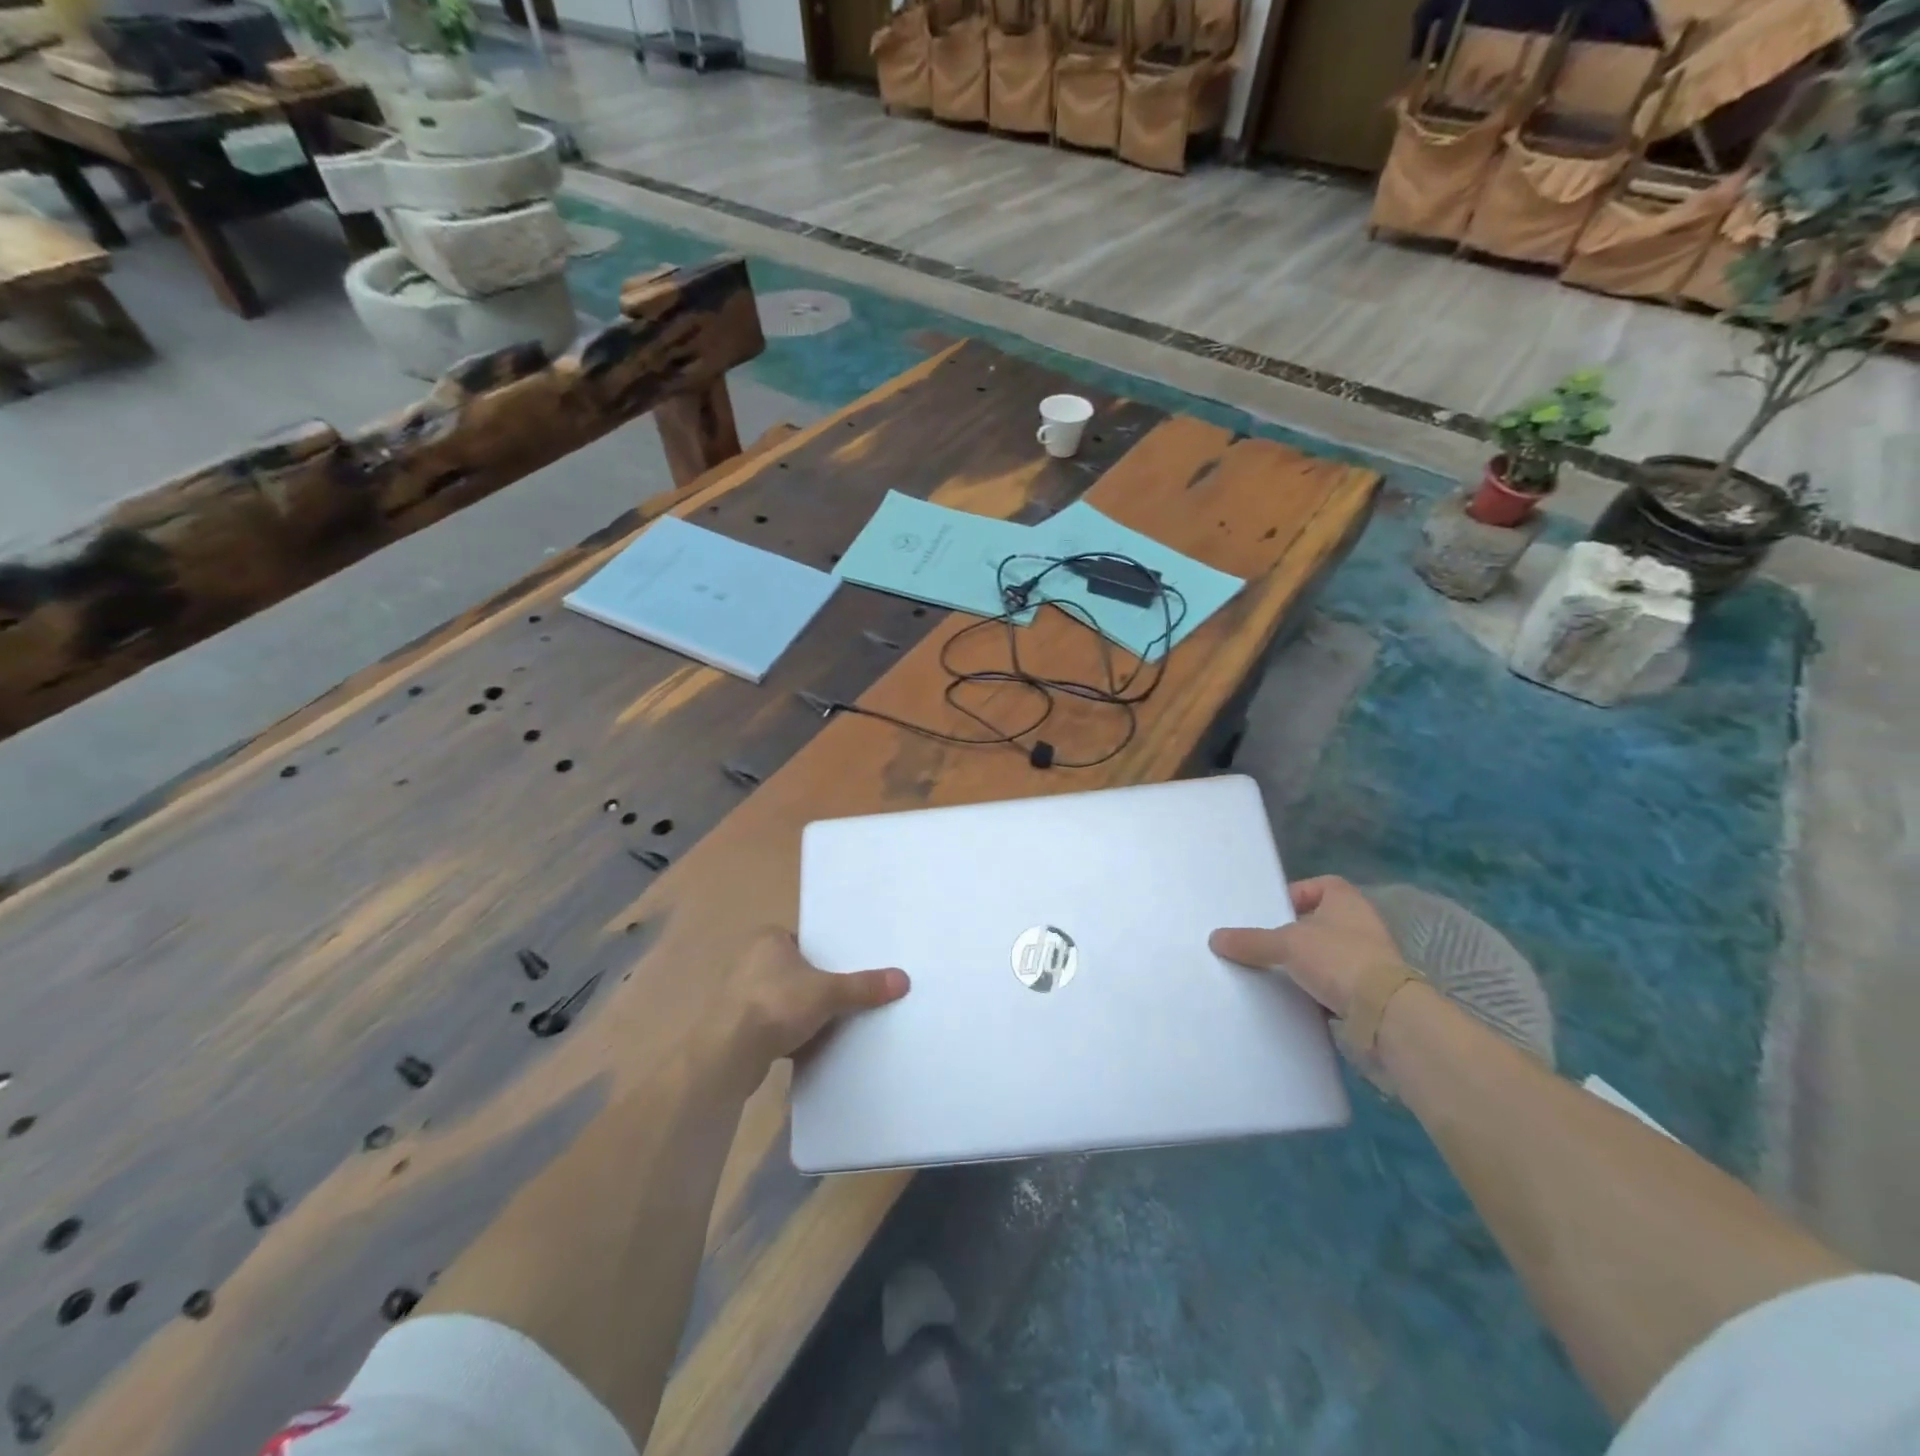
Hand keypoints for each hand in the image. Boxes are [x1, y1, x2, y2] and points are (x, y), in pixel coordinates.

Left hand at [720, 929, 908, 1083]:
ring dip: (799, 1012)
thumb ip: (863, 986)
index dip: (826, 956)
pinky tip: (805, 1046)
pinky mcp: (734, 1025)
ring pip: (781, 999)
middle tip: (845, 997)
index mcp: (767, 939)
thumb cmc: (776, 1005)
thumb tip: (903, 979)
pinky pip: (769, 1024)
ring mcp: (737, 994)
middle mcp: (748, 960)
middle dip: (814, 986)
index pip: (804, 941)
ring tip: (829, 1023)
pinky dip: (785, 1033)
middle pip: (794, 970)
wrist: (728, 1054)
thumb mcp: (828, 993)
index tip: (847, 971)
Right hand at [1209, 876, 1403, 1019]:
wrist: (1385, 1014)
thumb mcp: (1286, 944)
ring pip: (1326, 954)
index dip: (1296, 894)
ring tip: (1274, 972)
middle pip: (1319, 922)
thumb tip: (1215, 938)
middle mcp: (1361, 924)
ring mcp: (1369, 959)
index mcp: (1347, 901)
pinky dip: (1316, 988)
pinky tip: (1294, 997)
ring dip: (1304, 963)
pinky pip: (1334, 983)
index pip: (1321, 885)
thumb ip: (1251, 941)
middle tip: (1265, 943)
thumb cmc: (1338, 959)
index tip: (1273, 913)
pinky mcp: (1369, 991)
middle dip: (1293, 933)